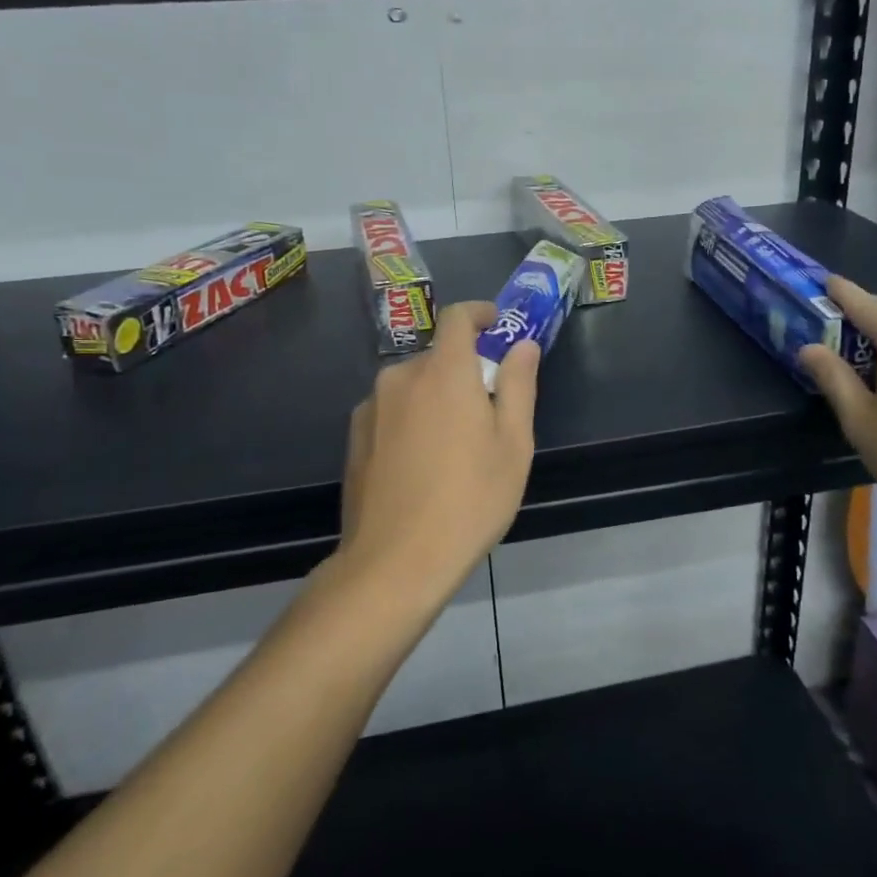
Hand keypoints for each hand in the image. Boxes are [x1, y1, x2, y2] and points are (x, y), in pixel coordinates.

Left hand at [337, 302, 540, 600]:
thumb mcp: (513, 444)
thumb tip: (521, 344)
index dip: (481, 314)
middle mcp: (400, 377)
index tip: (498, 327)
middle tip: (487, 411)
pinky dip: (412, 419)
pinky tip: (422, 464)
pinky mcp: (355, 437)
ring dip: (436, 397)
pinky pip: (392, 411)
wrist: (395, 561)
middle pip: (437, 356)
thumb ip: (518, 384)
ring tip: (454, 446)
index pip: (458, 317)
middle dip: (464, 369)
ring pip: (413, 386)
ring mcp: (371, 407)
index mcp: (443, 371)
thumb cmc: (469, 499)